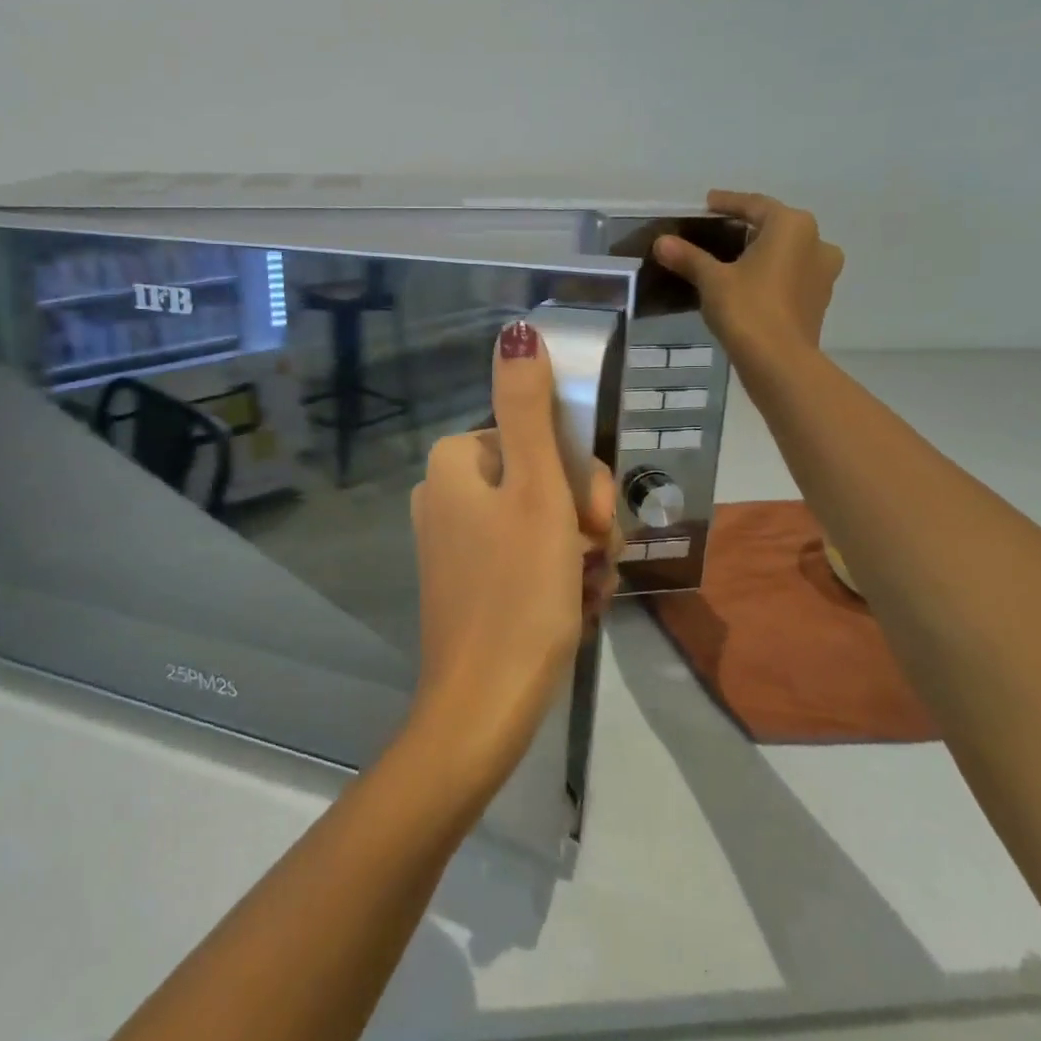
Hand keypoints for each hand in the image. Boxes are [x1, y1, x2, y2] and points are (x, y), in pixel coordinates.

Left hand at [407, 319, 618, 792]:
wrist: (485, 708)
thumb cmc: (517, 591)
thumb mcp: (535, 490)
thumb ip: (529, 408)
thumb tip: (518, 332)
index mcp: (454, 463)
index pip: (539, 439)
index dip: (580, 476)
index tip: (593, 519)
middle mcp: (447, 495)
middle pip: (542, 480)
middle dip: (582, 518)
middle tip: (593, 559)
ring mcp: (455, 542)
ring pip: (543, 523)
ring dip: (578, 553)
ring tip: (584, 594)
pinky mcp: (469, 582)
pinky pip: (528, 560)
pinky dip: (557, 580)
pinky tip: (570, 611)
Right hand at [654, 190, 842, 355]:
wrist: (779, 361)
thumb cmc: (747, 309)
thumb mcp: (712, 280)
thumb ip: (688, 257)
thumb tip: (661, 241)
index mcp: (792, 226)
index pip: (755, 205)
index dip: (728, 203)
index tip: (708, 203)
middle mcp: (816, 242)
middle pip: (775, 226)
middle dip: (747, 228)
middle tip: (718, 232)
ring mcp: (823, 272)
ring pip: (787, 252)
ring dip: (762, 252)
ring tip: (733, 260)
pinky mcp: (819, 299)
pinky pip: (792, 275)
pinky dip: (772, 274)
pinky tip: (750, 285)